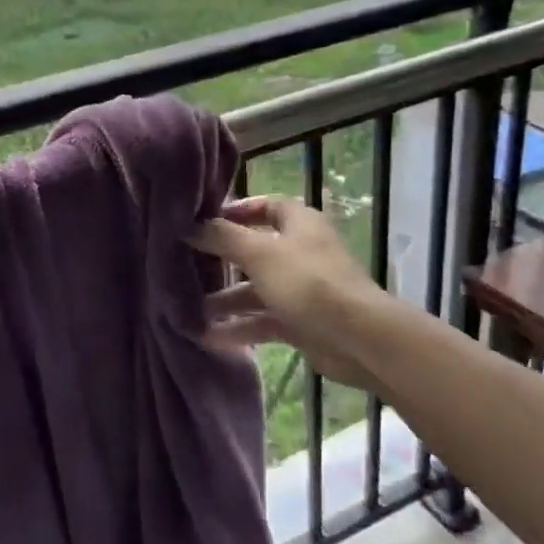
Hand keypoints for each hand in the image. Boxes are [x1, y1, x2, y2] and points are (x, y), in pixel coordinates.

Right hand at [189, 196, 384, 392]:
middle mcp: (300, 251)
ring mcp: (302, 288)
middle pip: (254, 250)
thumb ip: (222, 237)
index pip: (264, 206)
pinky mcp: (301, 321)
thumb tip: (189, 225)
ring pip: (256, 289)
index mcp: (298, 223)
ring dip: (225, 300)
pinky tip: (207, 337)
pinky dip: (239, 327)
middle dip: (221, 261)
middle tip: (186, 267)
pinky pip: (263, 320)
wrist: (357, 338)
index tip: (201, 222)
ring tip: (187, 310)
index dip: (234, 211)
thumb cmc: (307, 282)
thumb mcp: (259, 253)